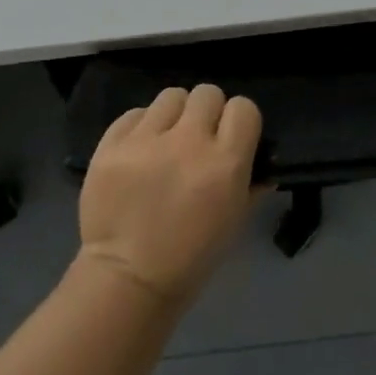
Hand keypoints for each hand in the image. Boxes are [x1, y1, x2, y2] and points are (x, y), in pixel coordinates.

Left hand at [77, 84, 262, 304]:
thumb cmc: (190, 259)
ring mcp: (146, 140)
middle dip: (207, 112)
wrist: (126, 281)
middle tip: (197, 136)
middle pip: (207, 93)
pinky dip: (140, 127)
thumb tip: (263, 161)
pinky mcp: (112, 144)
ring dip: (173, 115)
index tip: (231, 135)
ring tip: (165, 139)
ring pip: (170, 96)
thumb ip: (252, 184)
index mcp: (225, 164)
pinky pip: (134, 113)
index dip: (239, 120)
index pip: (244, 108)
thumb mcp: (234, 223)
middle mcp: (188, 142)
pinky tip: (139, 150)